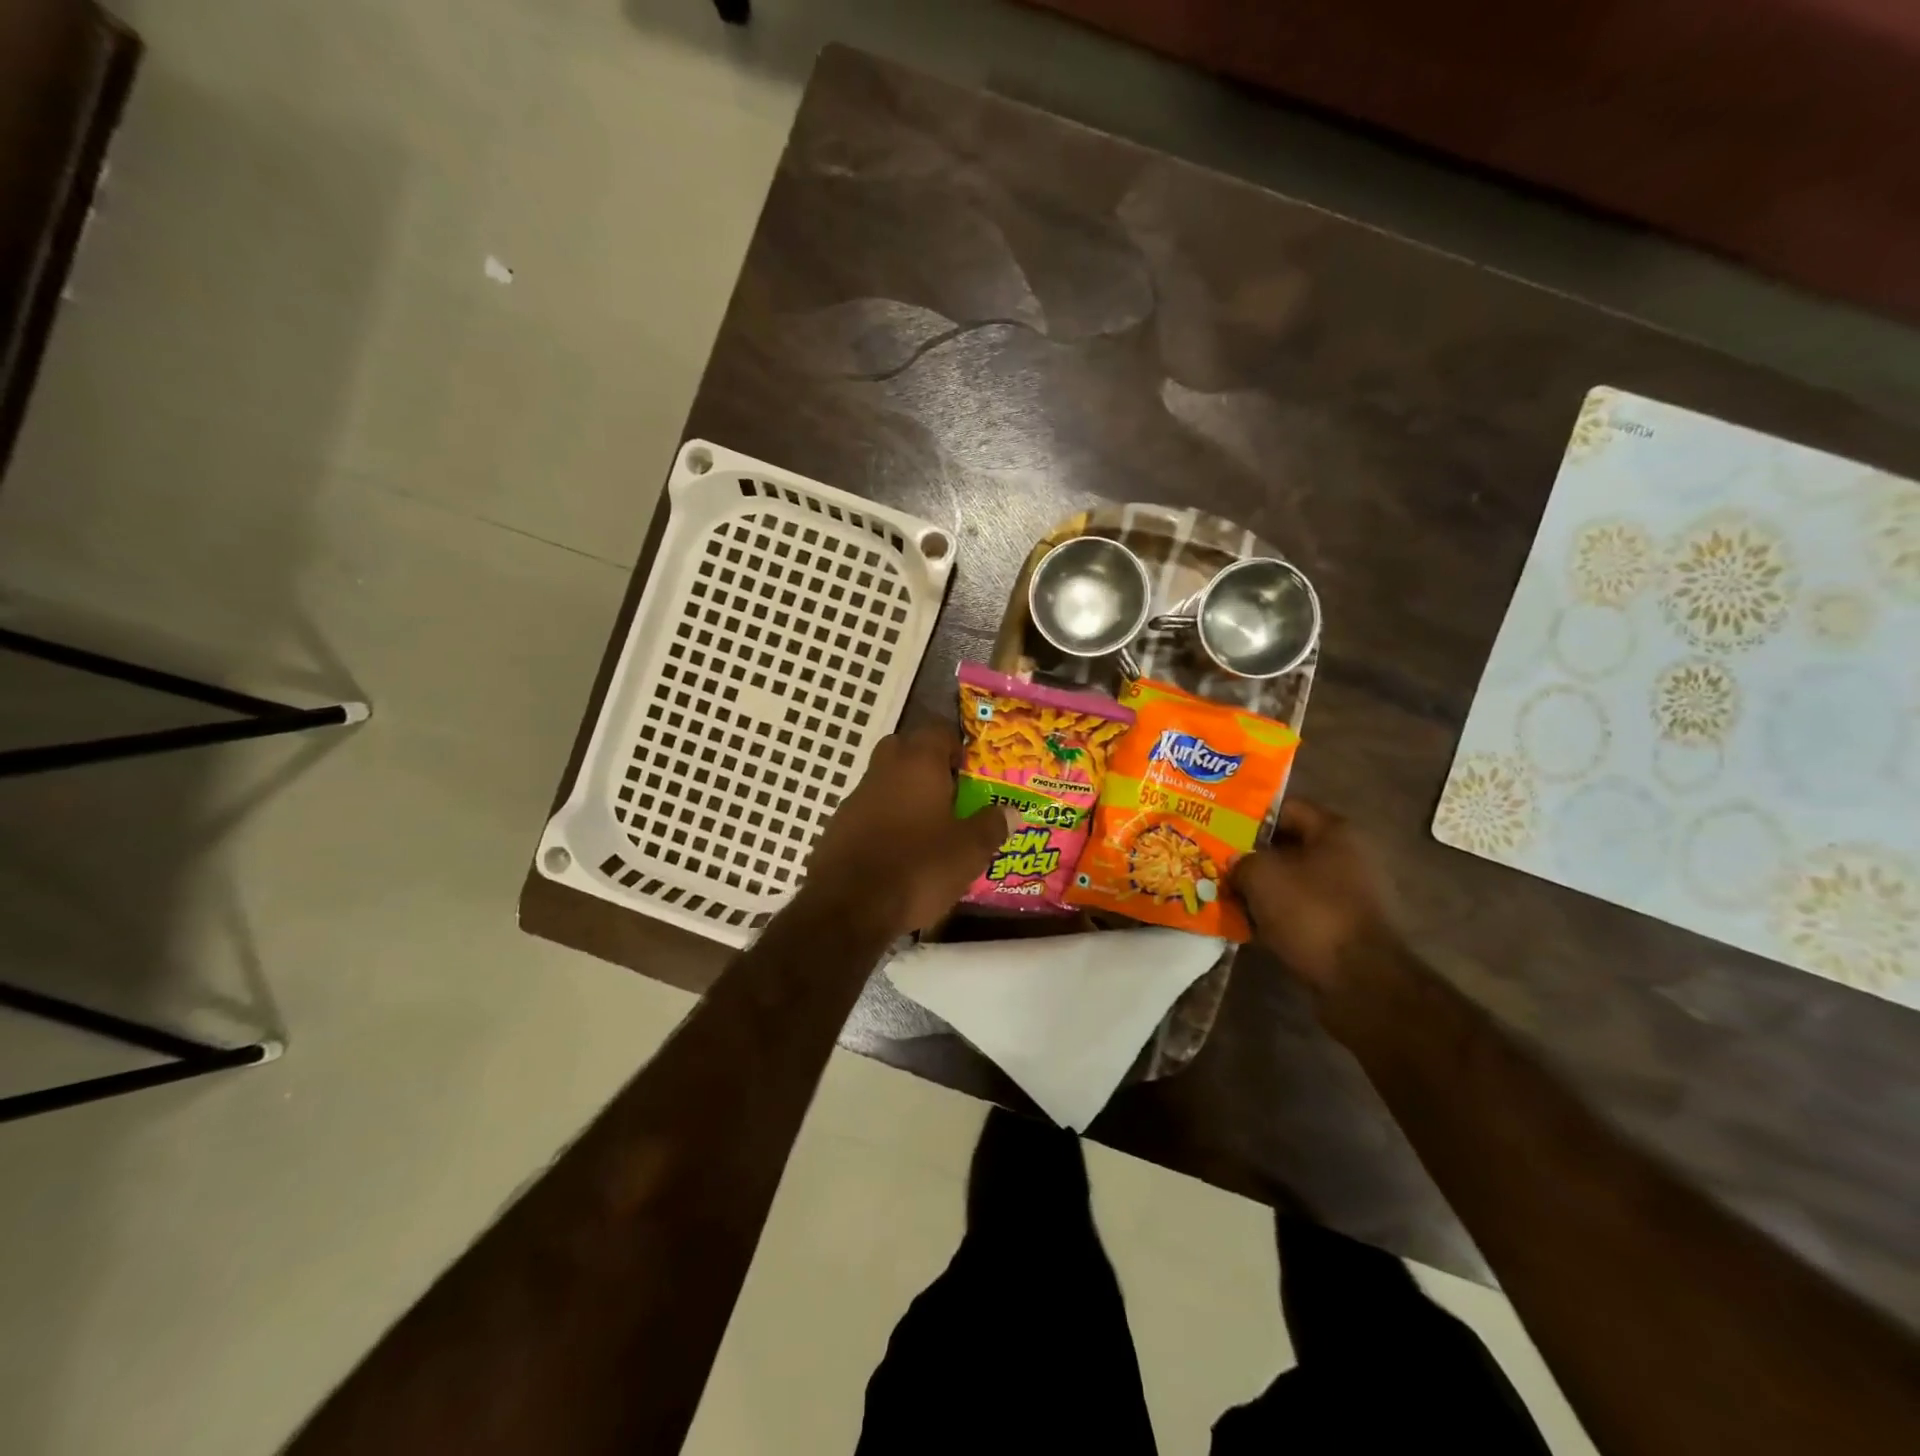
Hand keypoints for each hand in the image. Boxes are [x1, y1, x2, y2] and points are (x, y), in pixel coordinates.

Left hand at [801, 723, 1016, 937]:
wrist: (849, 907)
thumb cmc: (918, 867)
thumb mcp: (969, 851)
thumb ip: (992, 826)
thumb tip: (1011, 811)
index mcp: (918, 763)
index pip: (937, 730)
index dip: (956, 746)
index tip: (971, 771)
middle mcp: (883, 770)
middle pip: (905, 750)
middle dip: (927, 766)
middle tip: (950, 794)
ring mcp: (855, 798)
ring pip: (884, 782)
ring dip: (904, 795)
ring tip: (928, 829)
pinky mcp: (838, 827)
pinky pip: (868, 812)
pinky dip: (884, 822)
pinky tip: (898, 853)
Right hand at [1231, 798, 1397, 994]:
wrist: (1360, 981)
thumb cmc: (1311, 912)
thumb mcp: (1261, 875)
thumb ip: (1241, 859)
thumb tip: (1236, 863)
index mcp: (1334, 832)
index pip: (1285, 808)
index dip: (1249, 815)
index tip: (1219, 825)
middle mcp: (1347, 856)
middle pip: (1288, 845)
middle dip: (1251, 854)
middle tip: (1216, 861)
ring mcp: (1348, 894)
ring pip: (1292, 880)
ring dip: (1261, 887)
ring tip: (1225, 893)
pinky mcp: (1343, 927)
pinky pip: (1300, 910)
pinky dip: (1275, 914)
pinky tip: (1247, 924)